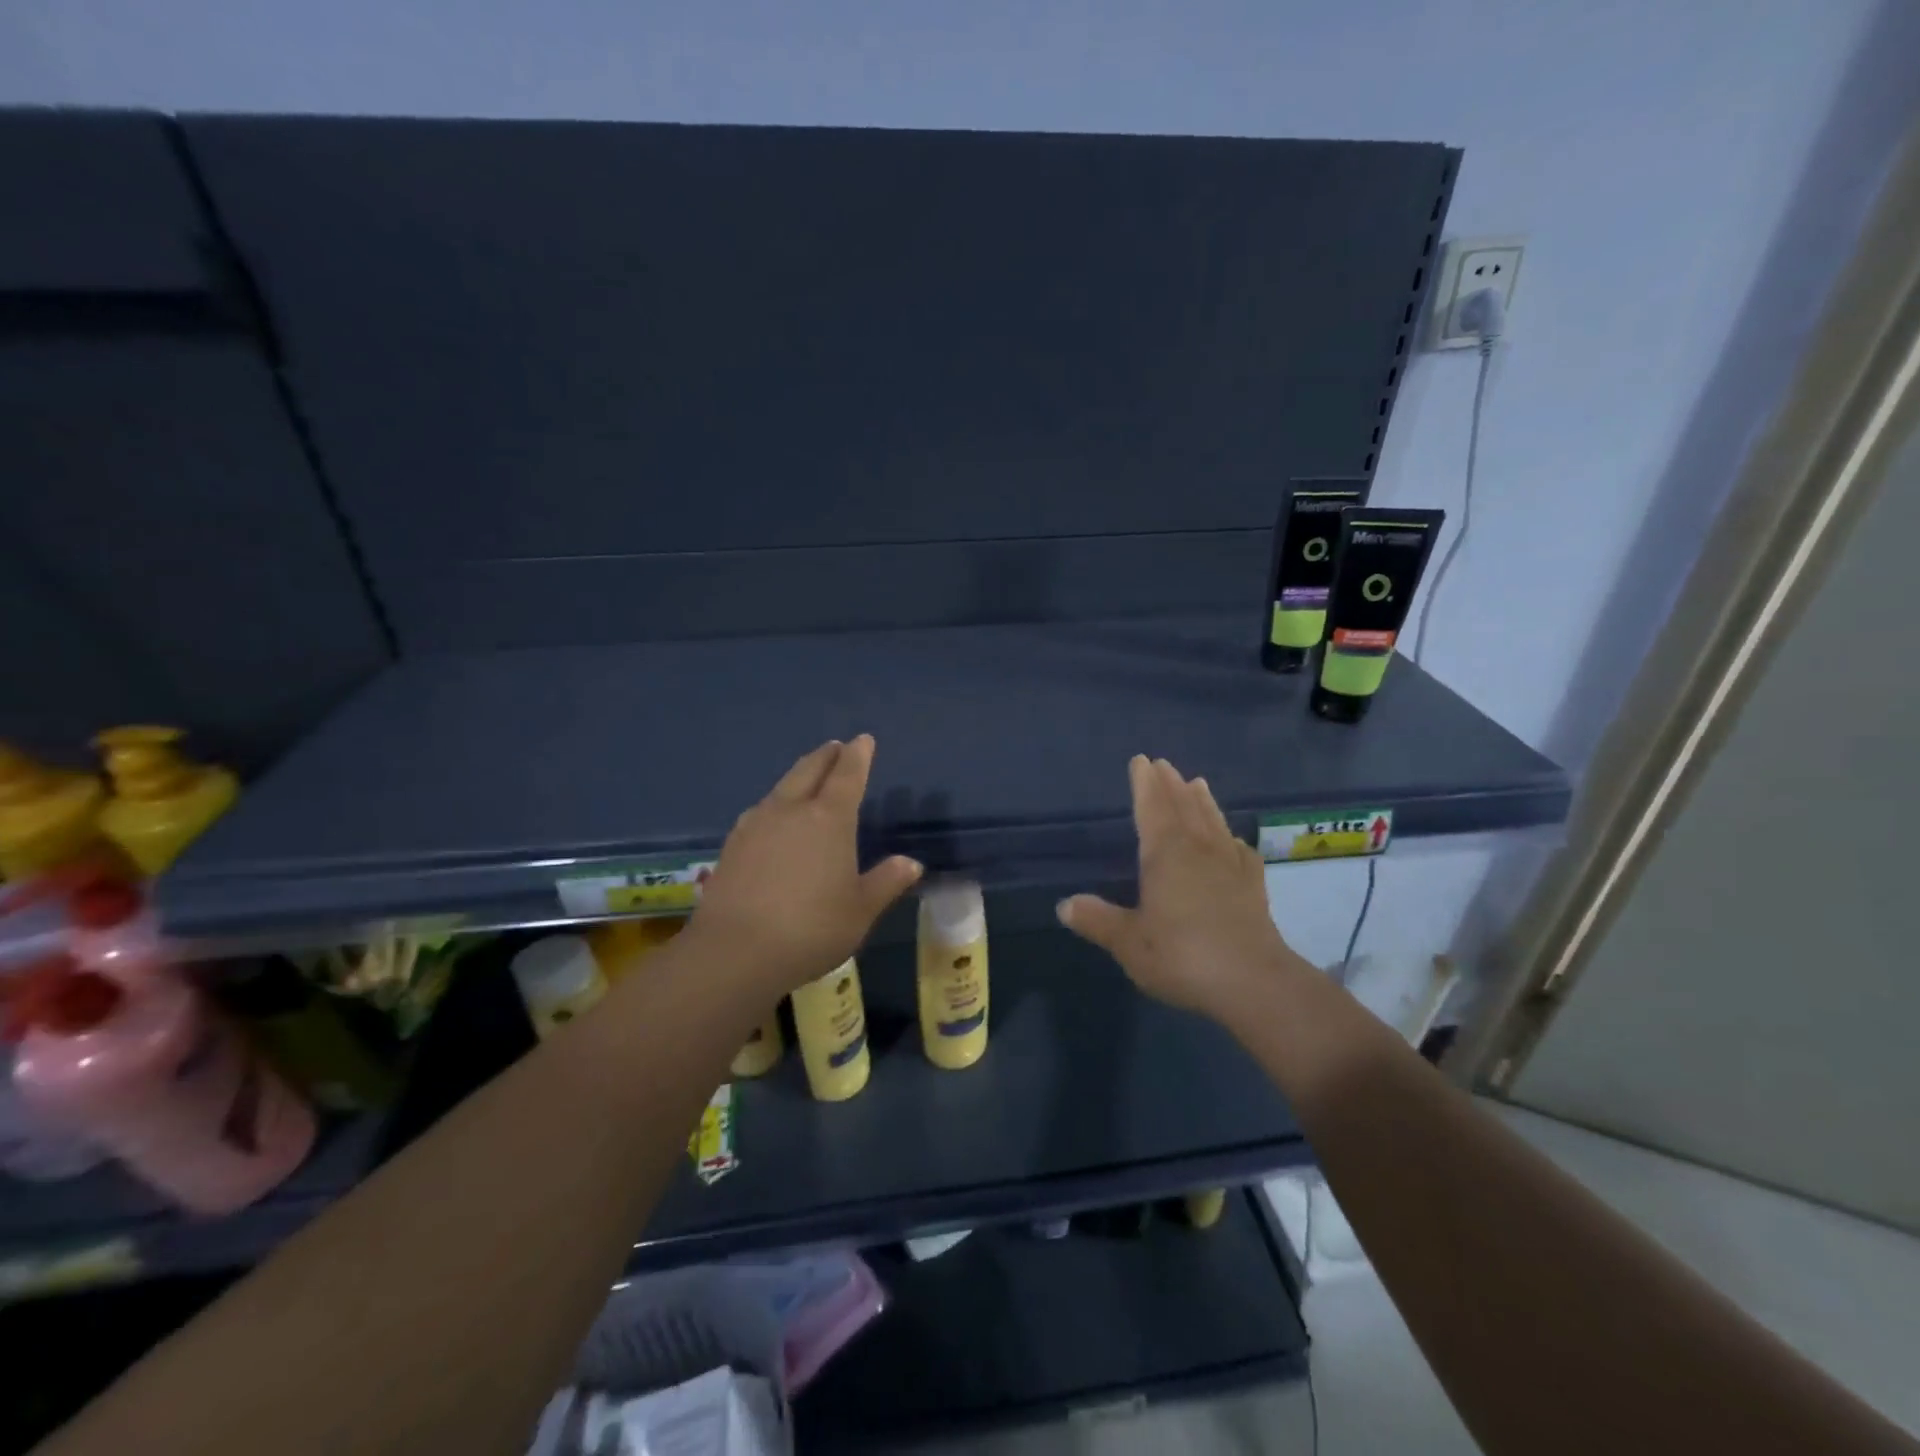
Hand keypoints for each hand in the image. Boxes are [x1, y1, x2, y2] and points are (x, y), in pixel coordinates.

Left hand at [688, 735, 921, 998]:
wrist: (735, 952)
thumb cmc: (811, 928)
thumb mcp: (860, 910)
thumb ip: (886, 882)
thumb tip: (911, 863)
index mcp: (829, 819)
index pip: (847, 775)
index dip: (858, 755)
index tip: (863, 740)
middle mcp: (791, 810)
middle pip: (810, 770)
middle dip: (827, 755)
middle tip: (837, 748)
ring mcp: (756, 824)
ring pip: (782, 787)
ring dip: (799, 775)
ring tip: (808, 776)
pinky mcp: (733, 844)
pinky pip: (761, 810)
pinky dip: (776, 802)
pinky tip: (774, 817)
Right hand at [1058, 755, 1302, 1020]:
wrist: (1253, 982)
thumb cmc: (1182, 955)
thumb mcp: (1129, 942)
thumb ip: (1098, 921)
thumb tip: (1065, 905)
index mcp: (1165, 854)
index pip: (1151, 808)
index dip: (1144, 784)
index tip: (1141, 761)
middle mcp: (1198, 850)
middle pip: (1183, 808)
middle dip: (1171, 785)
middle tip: (1164, 764)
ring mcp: (1230, 866)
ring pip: (1213, 822)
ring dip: (1203, 802)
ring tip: (1198, 783)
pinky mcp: (1253, 887)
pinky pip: (1240, 851)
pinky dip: (1232, 839)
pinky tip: (1233, 841)